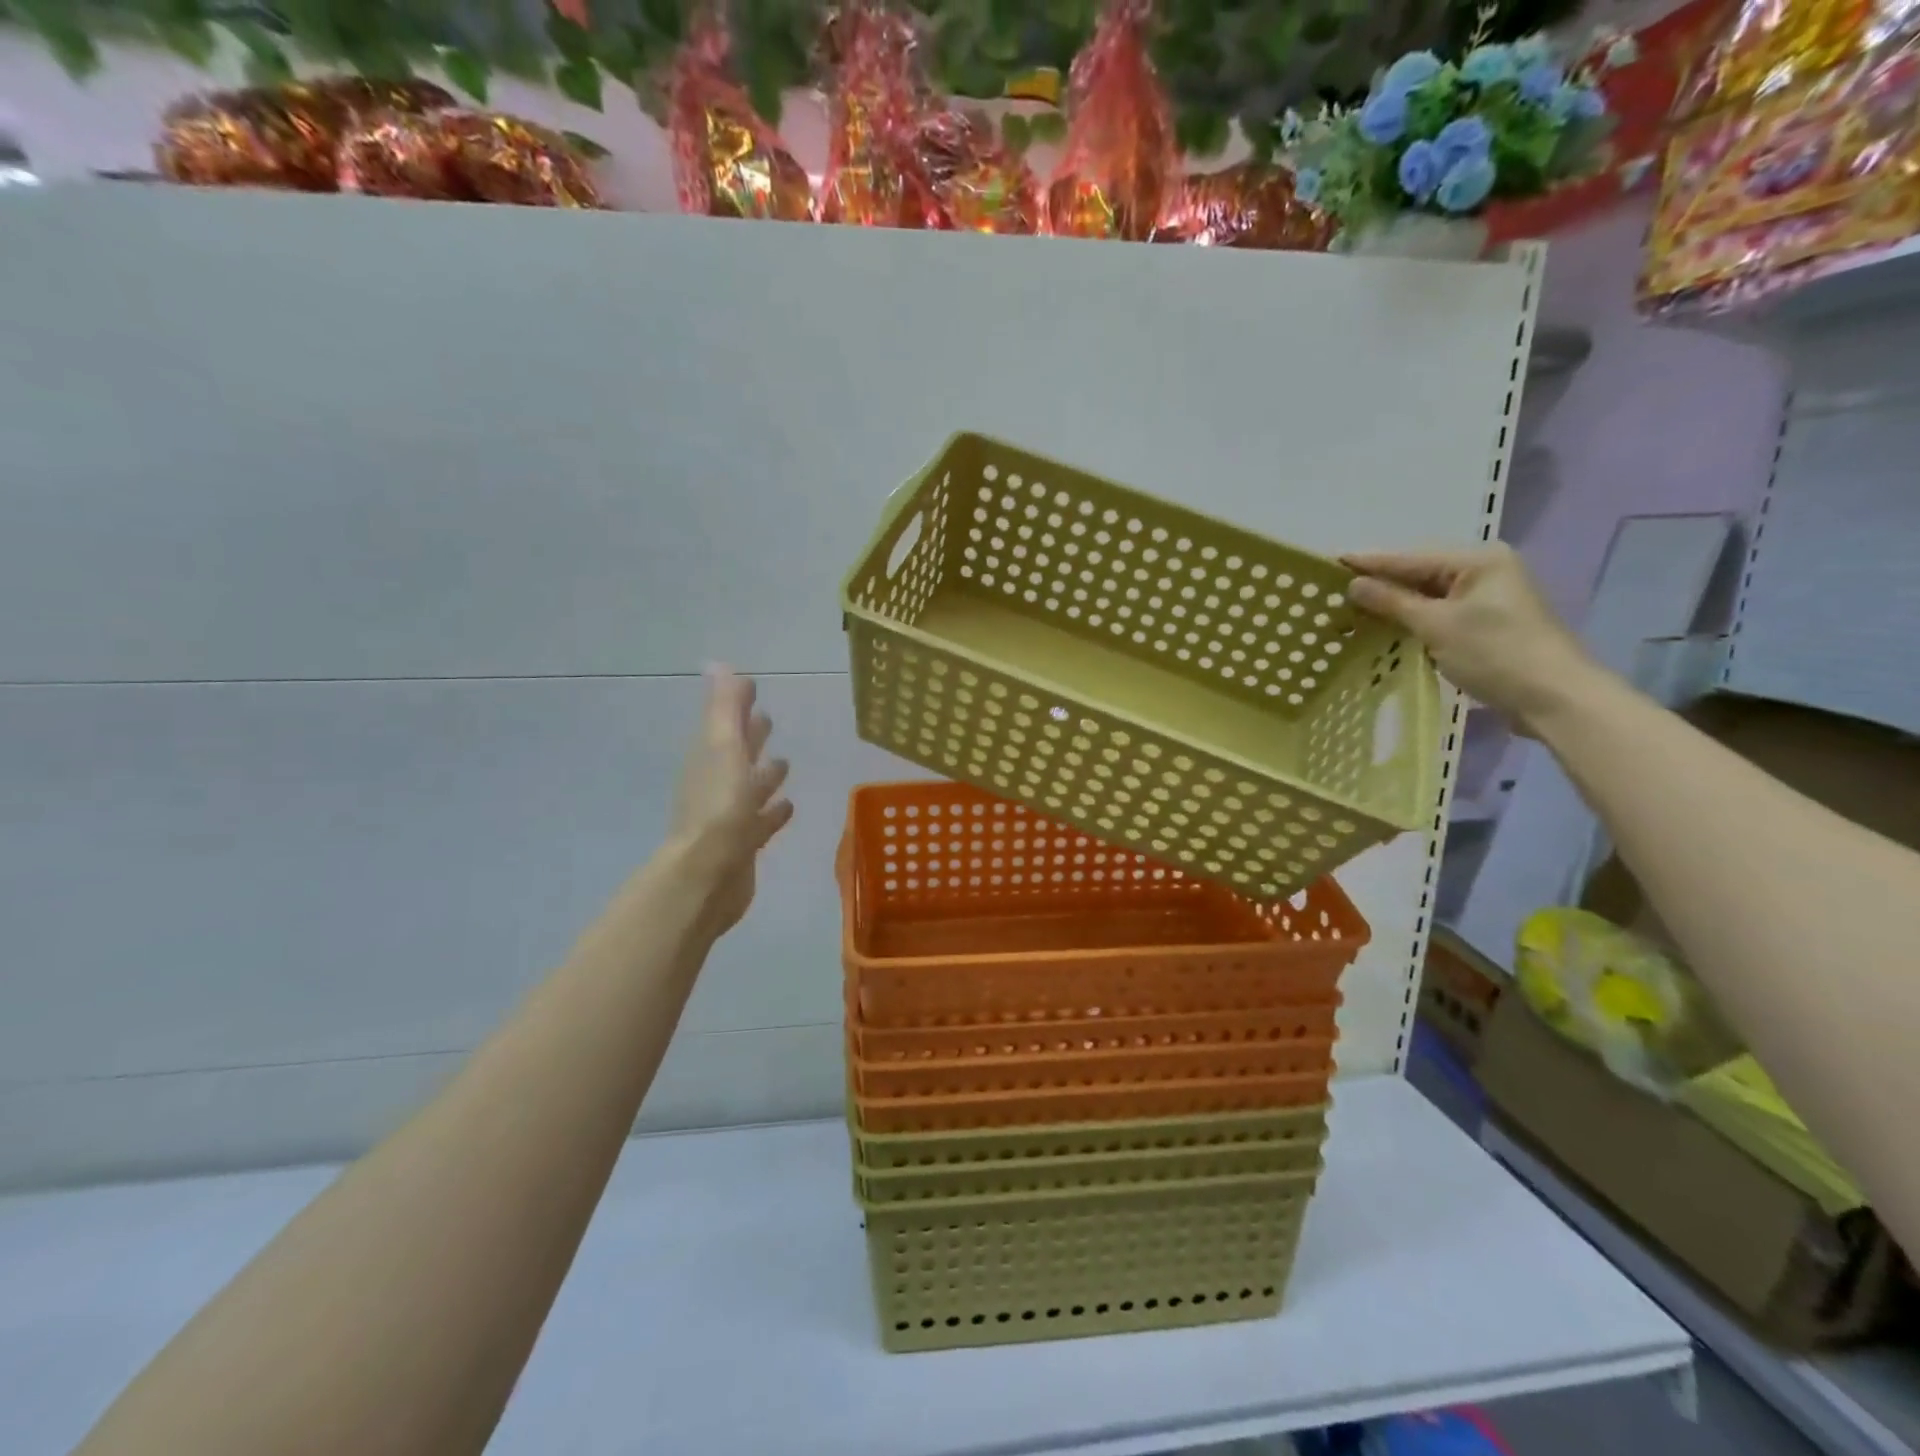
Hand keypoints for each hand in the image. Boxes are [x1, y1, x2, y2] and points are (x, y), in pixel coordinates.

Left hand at [668, 666, 792, 938]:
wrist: (708, 876)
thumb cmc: (718, 807)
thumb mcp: (723, 748)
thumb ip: (724, 708)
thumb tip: (718, 663)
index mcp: (709, 759)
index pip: (724, 724)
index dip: (736, 706)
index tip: (752, 686)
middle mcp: (716, 785)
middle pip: (736, 754)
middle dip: (751, 737)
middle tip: (768, 719)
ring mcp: (730, 817)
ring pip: (750, 788)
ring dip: (765, 775)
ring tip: (785, 763)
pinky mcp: (744, 844)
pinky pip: (762, 821)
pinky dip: (773, 811)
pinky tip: (788, 806)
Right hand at [1343, 544, 1600, 732]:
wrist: (1553, 697)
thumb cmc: (1496, 653)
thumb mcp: (1437, 626)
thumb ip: (1392, 602)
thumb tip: (1353, 584)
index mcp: (1478, 561)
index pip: (1409, 558)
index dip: (1368, 563)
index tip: (1328, 563)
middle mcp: (1483, 571)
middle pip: (1417, 573)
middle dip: (1378, 584)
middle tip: (1332, 590)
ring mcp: (1485, 599)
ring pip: (1425, 596)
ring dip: (1391, 605)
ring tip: (1348, 609)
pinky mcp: (1483, 624)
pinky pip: (1436, 614)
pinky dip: (1410, 620)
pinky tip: (1382, 627)